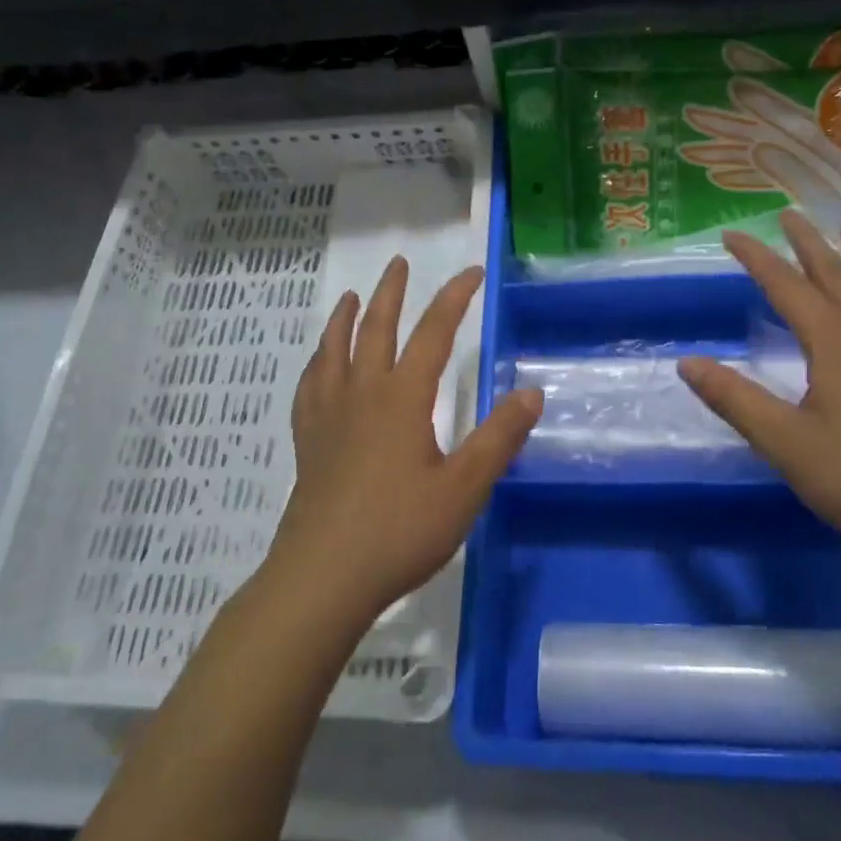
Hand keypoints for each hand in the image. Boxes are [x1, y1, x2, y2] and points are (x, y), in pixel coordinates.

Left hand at [269, 257, 542, 631]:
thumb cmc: (400, 531)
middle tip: (397, 263)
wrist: (323, 577)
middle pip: (374, 328)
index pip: (433, 332)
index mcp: (403, 398)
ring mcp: (328, 417)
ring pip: (333, 351)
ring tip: (350, 298)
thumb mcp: (464, 488)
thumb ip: (499, 438)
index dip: (454, 297)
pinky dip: (315, 365)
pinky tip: (317, 366)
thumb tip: (532, 391)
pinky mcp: (308, 442)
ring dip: (344, 319)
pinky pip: (308, 388)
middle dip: (390, 293)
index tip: (472, 272)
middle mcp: (362, 394)